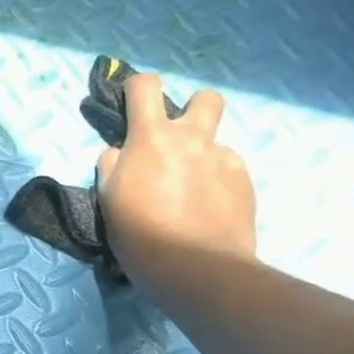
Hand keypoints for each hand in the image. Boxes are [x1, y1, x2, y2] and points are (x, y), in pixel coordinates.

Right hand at [97, 73, 256, 292]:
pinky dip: (217, 182)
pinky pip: (229, 169)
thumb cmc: (139, 232)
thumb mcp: (108, 197)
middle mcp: (192, 139)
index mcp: (151, 138)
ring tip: (191, 188)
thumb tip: (120, 153)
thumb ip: (112, 165)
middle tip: (178, 138)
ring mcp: (224, 159)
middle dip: (193, 108)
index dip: (137, 87)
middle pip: (205, 98)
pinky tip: (207, 208)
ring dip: (203, 154)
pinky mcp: (245, 182)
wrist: (195, 266)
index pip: (145, 86)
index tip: (131, 101)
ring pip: (217, 141)